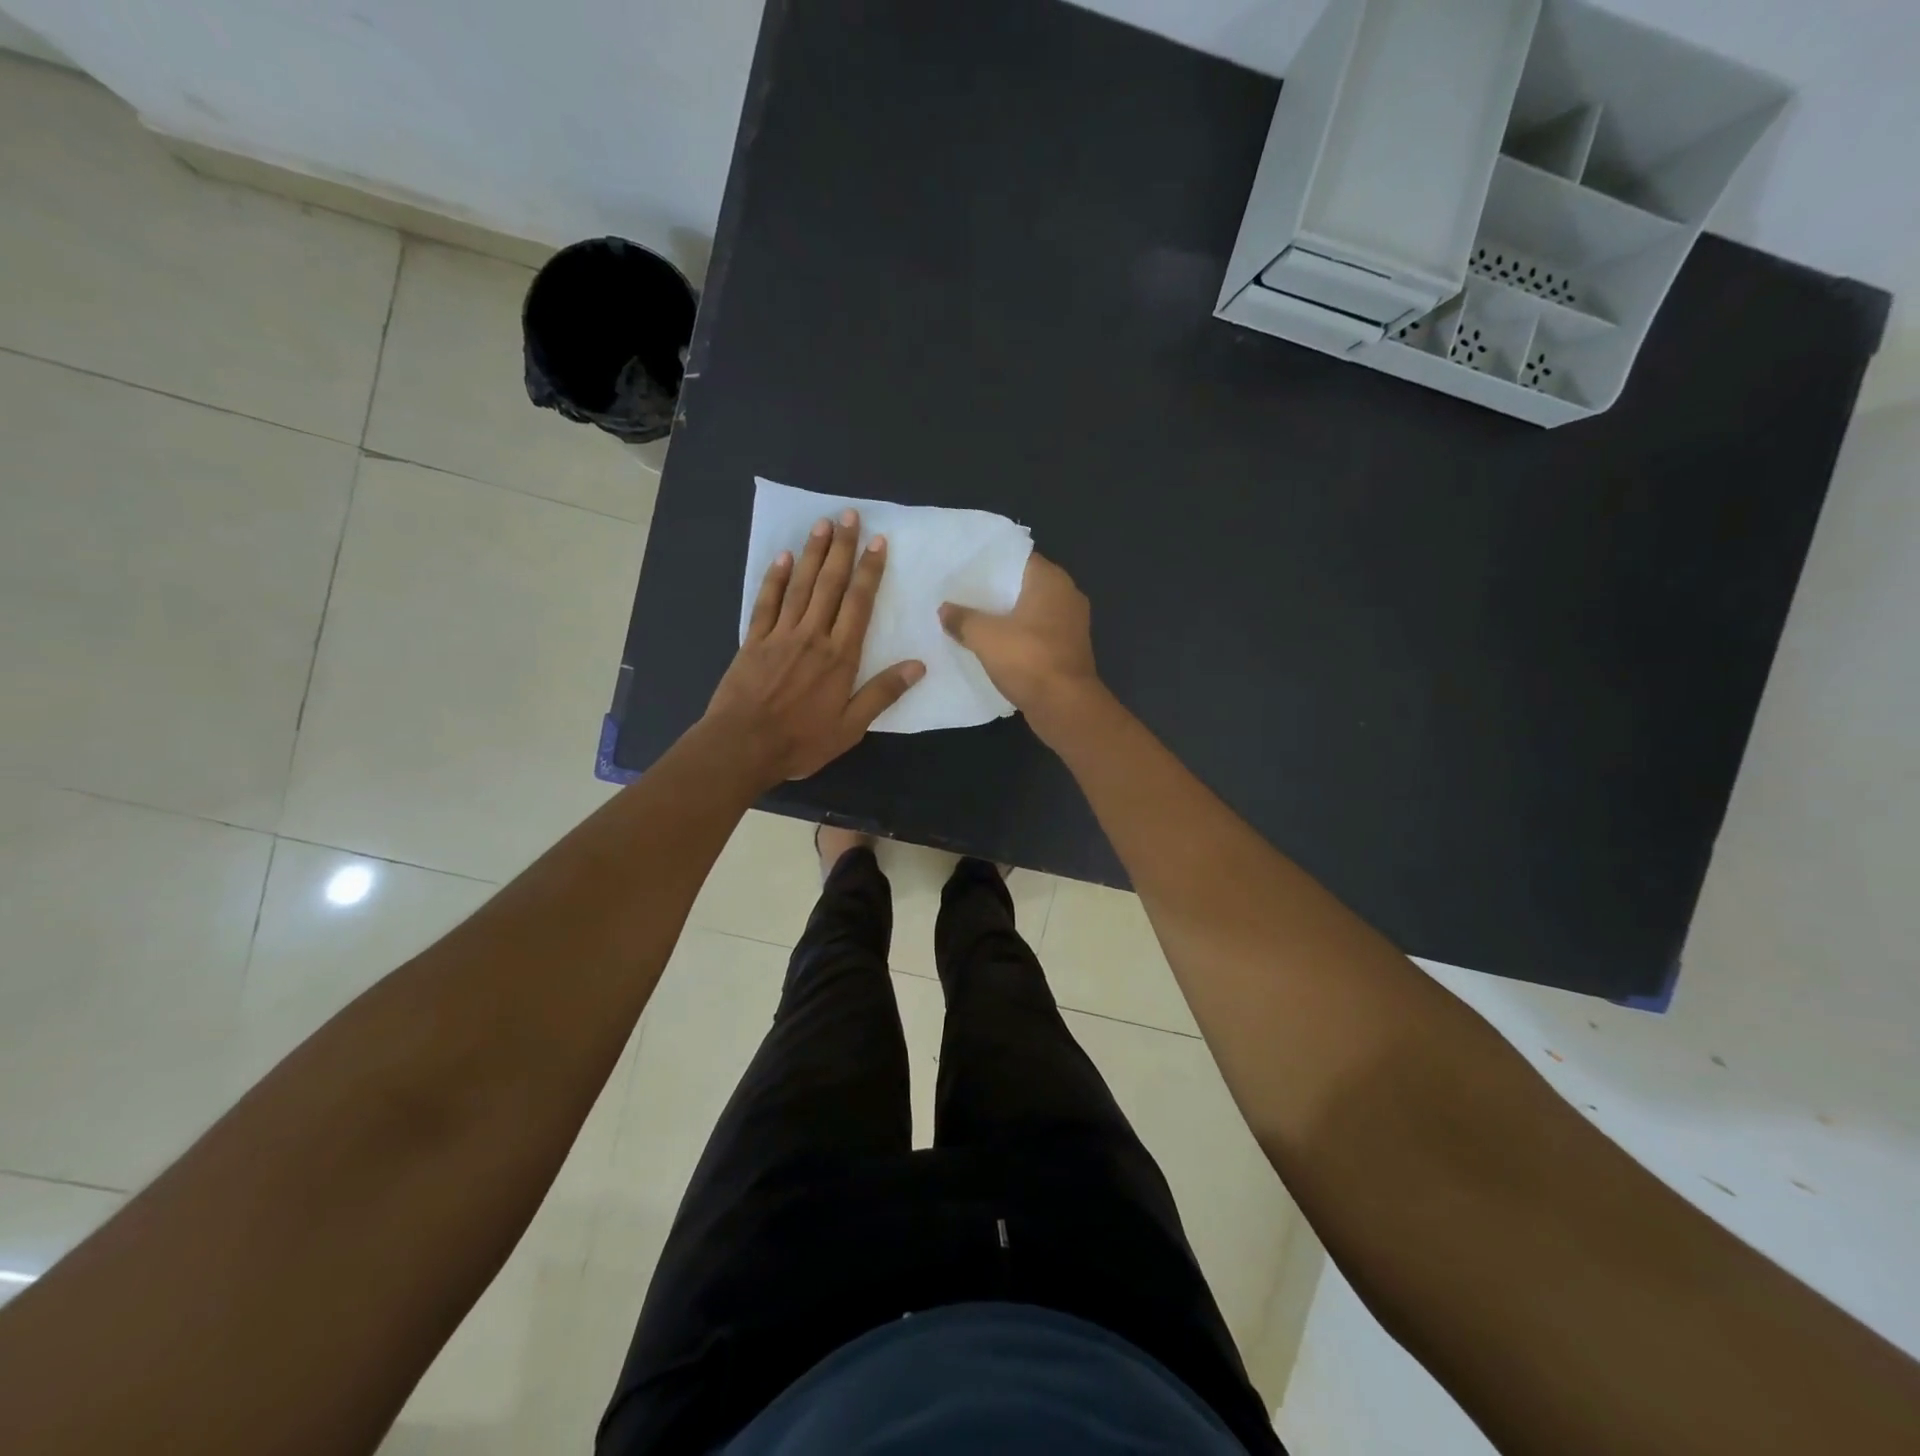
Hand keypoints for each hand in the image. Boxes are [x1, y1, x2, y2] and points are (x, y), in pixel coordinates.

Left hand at [705, 509, 924, 782]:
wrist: (742, 745)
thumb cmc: (801, 741)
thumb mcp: (850, 727)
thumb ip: (882, 693)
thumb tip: (918, 666)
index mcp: (840, 656)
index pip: (859, 603)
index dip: (869, 571)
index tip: (877, 542)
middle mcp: (812, 636)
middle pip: (830, 584)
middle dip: (842, 548)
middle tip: (850, 515)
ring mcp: (780, 635)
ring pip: (800, 585)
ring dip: (813, 553)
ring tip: (823, 524)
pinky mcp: (754, 641)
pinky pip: (766, 602)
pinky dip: (775, 578)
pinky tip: (783, 557)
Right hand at [939, 553, 1098, 723]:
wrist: (1065, 707)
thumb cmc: (1028, 660)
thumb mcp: (985, 637)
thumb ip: (962, 619)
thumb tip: (944, 610)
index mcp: (1051, 581)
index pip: (1018, 558)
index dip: (991, 562)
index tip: (965, 569)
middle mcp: (1067, 596)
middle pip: (1024, 585)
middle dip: (996, 591)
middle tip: (962, 593)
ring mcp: (1071, 625)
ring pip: (1031, 611)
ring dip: (1007, 616)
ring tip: (973, 618)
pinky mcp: (1068, 650)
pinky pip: (1037, 634)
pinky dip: (1018, 637)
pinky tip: (994, 645)